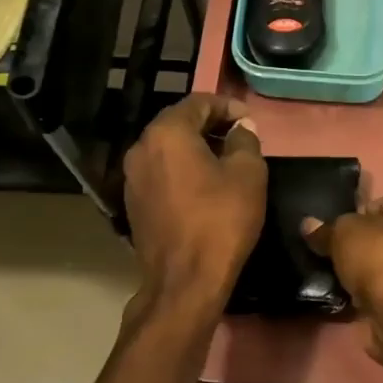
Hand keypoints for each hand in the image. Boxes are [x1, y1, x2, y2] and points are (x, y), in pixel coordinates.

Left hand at [122, 94, 265, 306]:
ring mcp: (132, 178)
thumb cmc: (221, 221)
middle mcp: (141, 148)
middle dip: (209, 125)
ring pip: (167, 149)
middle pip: (177, 123)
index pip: (198, 102)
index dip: (227, 106)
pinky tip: (204, 187)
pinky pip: (161, 173)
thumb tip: (240, 128)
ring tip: (224, 162)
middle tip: (239, 138)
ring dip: (194, 148)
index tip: (249, 120)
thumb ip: (245, 141)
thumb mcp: (248, 174)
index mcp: (167, 133)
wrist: (185, 280)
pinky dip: (182, 170)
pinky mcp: (134, 203)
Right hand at [303, 194, 382, 332]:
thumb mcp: (342, 234)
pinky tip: (349, 293)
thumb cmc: (376, 256)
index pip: (382, 202)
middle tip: (333, 251)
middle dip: (358, 242)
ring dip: (362, 267)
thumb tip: (308, 225)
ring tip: (337, 273)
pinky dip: (368, 288)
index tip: (336, 228)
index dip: (357, 212)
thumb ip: (325, 229)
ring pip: (382, 261)